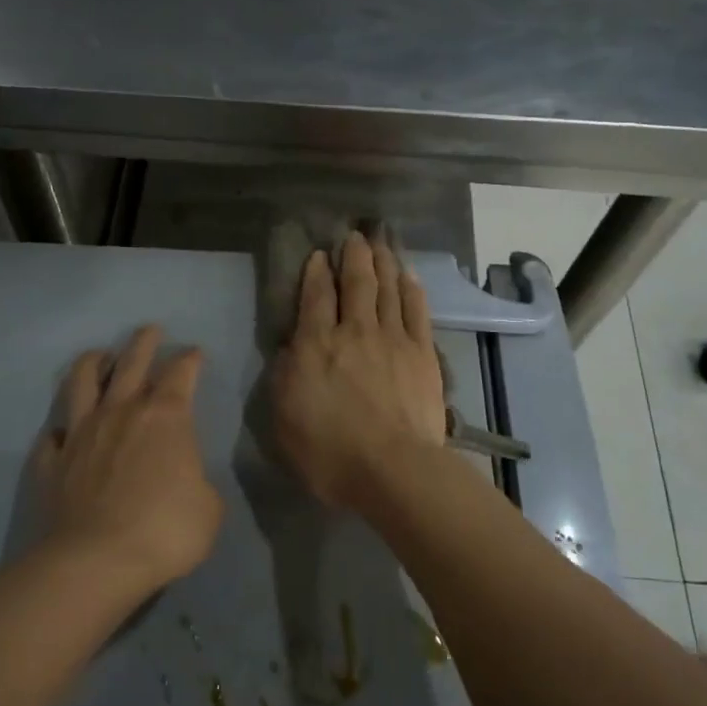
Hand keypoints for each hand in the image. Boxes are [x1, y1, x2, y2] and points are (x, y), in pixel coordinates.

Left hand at [34, 325, 222, 595]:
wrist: (96, 561)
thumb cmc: (165, 530)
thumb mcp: (209, 508)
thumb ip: (198, 481)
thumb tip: (183, 478)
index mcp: (165, 417)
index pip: (181, 373)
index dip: (190, 360)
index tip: (195, 353)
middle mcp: (120, 412)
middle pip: (132, 362)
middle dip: (144, 342)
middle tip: (150, 330)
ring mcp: (81, 433)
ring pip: (82, 382)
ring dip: (92, 363)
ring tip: (99, 356)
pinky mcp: (52, 461)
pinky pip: (51, 436)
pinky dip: (59, 430)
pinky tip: (62, 433)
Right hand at [269, 232, 445, 509]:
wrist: (393, 469)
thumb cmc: (330, 452)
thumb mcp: (284, 419)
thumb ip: (284, 377)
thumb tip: (289, 348)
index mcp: (316, 345)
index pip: (315, 296)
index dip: (316, 271)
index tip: (319, 254)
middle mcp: (354, 330)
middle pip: (357, 281)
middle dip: (354, 255)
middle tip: (355, 236)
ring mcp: (392, 338)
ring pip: (388, 288)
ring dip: (383, 262)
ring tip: (381, 243)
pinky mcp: (422, 352)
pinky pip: (416, 309)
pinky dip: (411, 288)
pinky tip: (409, 276)